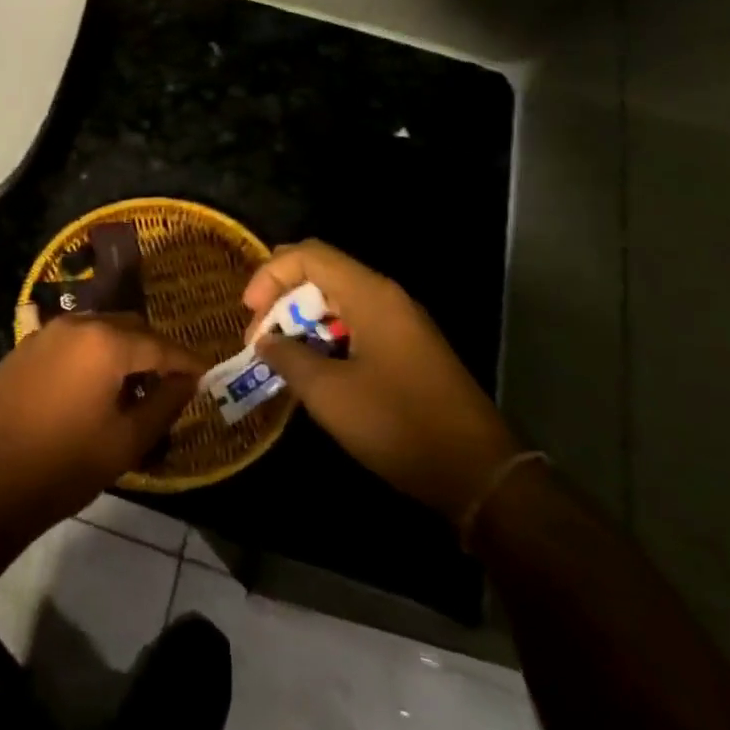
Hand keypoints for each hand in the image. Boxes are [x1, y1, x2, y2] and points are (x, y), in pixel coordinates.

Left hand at [0, 315, 206, 541]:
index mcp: (106, 342)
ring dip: (119, 351)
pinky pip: (68, 343)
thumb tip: (187, 380)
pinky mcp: (22, 349)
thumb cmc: (66, 465)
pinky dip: (88, 356)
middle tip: (168, 385)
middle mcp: (76, 325)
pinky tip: (88, 389)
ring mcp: (44, 334)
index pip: (160, 345)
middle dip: (153, 352)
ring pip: (97, 330)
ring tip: (129, 390)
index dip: (186, 361)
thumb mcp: (127, 440)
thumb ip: (165, 404)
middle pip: (128, 327)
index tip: (205, 375)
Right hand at [243, 241, 520, 522]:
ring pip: (336, 301)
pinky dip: (325, 337)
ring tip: (280, 357)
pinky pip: (355, 325)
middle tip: (260, 338)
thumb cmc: (398, 424)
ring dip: (301, 321)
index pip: (308, 255)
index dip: (270, 275)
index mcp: (370, 295)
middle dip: (281, 299)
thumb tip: (266, 341)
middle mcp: (386, 297)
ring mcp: (401, 323)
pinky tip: (313, 371)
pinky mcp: (407, 350)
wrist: (480, 474)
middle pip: (321, 273)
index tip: (249, 314)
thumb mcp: (329, 393)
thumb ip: (288, 357)